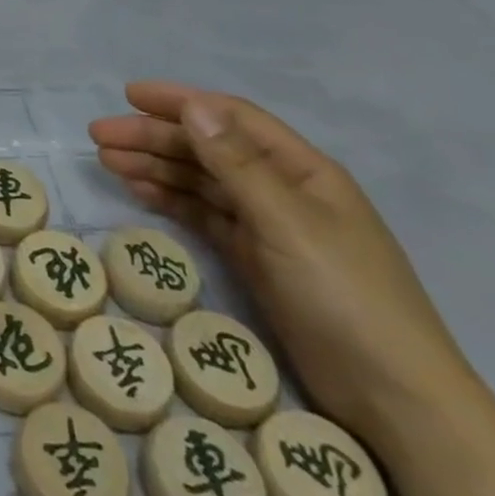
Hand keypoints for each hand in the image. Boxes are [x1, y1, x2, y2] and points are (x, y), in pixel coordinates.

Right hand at [89, 81, 475, 447]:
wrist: (394, 399)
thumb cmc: (345, 296)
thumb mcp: (287, 222)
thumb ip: (236, 163)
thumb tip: (193, 107)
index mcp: (302, 169)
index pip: (231, 117)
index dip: (180, 101)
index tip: (129, 96)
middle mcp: (283, 188)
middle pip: (208, 148)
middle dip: (154, 137)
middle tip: (100, 136)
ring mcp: (270, 225)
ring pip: (201, 180)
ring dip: (156, 166)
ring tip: (108, 161)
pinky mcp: (256, 259)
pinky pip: (204, 215)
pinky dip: (171, 200)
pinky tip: (140, 192)